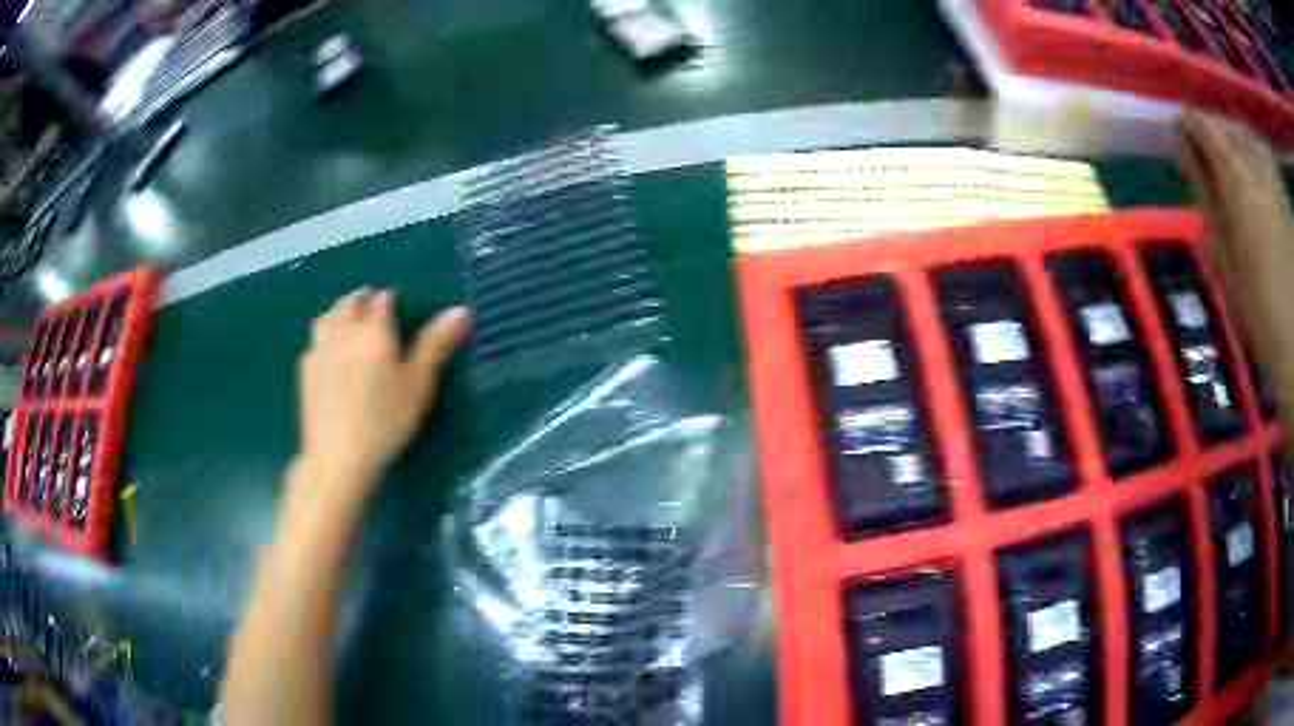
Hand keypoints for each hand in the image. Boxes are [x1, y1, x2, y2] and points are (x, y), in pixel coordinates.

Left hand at [297, 288, 468, 503]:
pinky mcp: (305, 367)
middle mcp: (344, 330)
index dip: (393, 301)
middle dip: (365, 301)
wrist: (337, 457)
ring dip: (341, 312)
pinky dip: (326, 334)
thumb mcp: (418, 385)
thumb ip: (435, 345)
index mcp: (374, 330)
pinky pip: (316, 337)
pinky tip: (331, 352)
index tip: (400, 311)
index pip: (383, 299)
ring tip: (351, 323)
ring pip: (329, 314)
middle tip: (376, 314)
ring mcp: (320, 347)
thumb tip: (459, 310)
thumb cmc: (384, 423)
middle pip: (352, 302)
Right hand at [1177, 112, 1292, 337]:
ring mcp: (1272, 176)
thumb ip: (1206, 195)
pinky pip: (1261, 152)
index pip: (1202, 125)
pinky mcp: (1282, 191)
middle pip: (1225, 124)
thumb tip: (1186, 151)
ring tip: (1229, 162)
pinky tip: (1252, 170)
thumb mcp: (1223, 258)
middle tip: (1205, 156)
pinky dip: (1252, 151)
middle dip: (1211, 131)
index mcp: (1236, 181)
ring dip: (1233, 139)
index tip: (1180, 140)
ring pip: (1244, 133)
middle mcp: (1255, 165)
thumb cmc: (1257, 308)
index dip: (1187, 127)